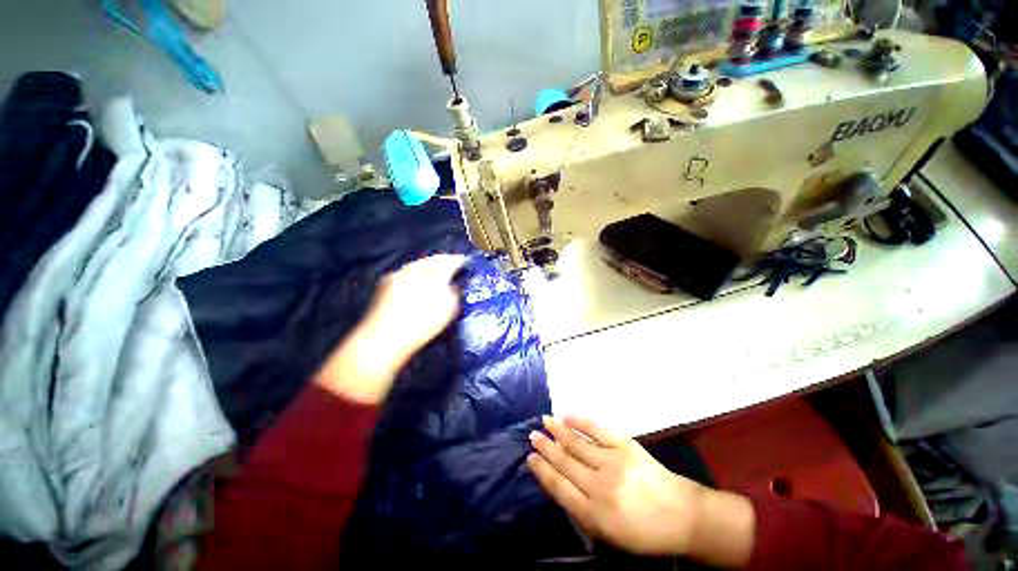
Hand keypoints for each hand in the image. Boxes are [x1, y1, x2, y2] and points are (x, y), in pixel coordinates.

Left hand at [358, 254, 466, 360]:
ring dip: (428, 263)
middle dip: (443, 260)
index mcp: (435, 276)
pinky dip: (415, 270)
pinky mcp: (387, 281)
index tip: (464, 260)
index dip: (458, 260)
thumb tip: (453, 285)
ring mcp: (400, 274)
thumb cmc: (422, 327)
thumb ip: (454, 293)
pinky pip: (406, 270)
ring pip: (418, 262)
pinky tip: (417, 277)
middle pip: (433, 259)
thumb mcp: (448, 311)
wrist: (385, 337)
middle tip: (451, 261)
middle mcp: (417, 270)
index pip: (450, 262)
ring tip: (435, 268)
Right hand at [528, 416, 754, 567]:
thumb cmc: (643, 532)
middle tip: (533, 435)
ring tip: (545, 421)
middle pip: (564, 462)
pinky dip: (580, 421)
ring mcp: (613, 462)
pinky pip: (597, 430)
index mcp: (594, 514)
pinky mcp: (625, 445)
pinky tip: (568, 416)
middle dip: (546, 448)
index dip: (542, 470)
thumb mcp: (608, 534)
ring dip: (558, 430)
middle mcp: (599, 486)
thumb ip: (582, 510)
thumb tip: (559, 482)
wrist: (682, 515)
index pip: (558, 487)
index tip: (530, 458)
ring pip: (577, 443)